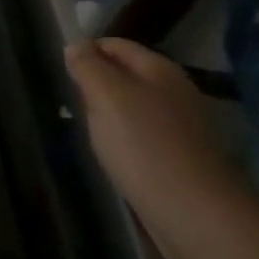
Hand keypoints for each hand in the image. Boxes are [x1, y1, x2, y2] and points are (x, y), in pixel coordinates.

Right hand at [64, 37, 254, 256]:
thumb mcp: (105, 95)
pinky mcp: (183, 158)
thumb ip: (88, 66)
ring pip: (134, 107)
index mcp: (159, 68)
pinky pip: (144, 136)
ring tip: (89, 131)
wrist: (196, 215)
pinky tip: (115, 156)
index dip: (86, 51)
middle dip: (97, 84)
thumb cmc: (144, 145)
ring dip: (110, 115)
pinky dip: (126, 141)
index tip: (62, 71)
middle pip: (125, 75)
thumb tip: (76, 46)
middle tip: (73, 102)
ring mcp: (183, 126)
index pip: (115, 44)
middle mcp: (176, 91)